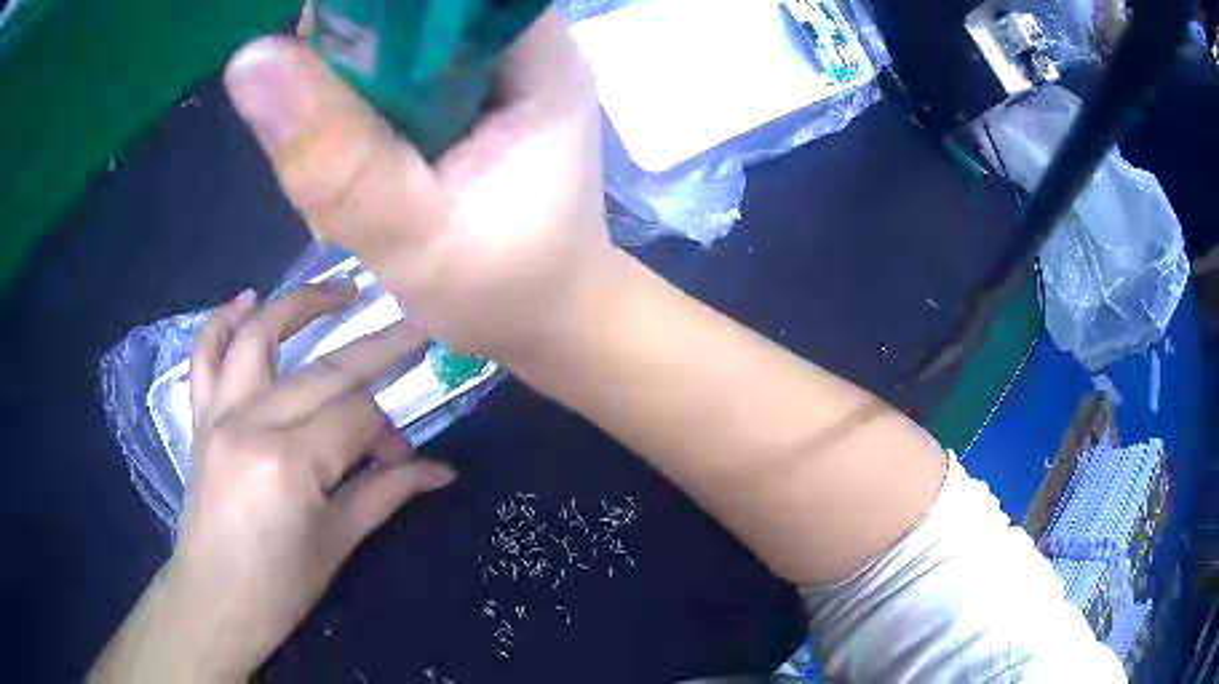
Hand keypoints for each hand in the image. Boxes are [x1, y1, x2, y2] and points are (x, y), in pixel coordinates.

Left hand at [91, 285, 455, 681]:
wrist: (215, 600)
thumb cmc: (281, 586)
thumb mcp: (339, 542)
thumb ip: (388, 492)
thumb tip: (442, 470)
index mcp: (290, 464)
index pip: (356, 418)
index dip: (390, 433)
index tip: (405, 460)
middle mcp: (251, 424)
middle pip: (324, 371)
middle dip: (378, 347)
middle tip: (417, 325)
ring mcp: (218, 414)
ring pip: (259, 336)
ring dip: (300, 304)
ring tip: (340, 290)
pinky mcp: (199, 417)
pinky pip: (204, 354)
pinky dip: (223, 320)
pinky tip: (246, 299)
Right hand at [224, 11, 612, 360]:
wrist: (544, 318)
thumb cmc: (505, 290)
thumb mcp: (413, 235)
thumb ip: (335, 157)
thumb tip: (249, 60)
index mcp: (535, 57)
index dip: (371, 6)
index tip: (320, 47)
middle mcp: (519, 49)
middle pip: (416, 10)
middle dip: (351, 53)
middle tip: (325, 127)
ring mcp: (492, 75)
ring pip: (399, 43)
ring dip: (349, 87)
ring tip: (342, 155)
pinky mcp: (468, 104)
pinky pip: (397, 79)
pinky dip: (360, 110)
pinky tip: (356, 158)